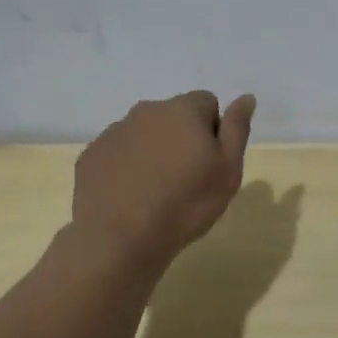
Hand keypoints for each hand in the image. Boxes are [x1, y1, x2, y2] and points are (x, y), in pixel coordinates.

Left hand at [72, 91, 255, 263]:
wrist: (120, 239)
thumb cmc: (186, 204)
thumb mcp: (228, 170)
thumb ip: (237, 128)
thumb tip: (246, 97)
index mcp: (183, 110)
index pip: (207, 102)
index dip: (213, 130)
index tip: (210, 162)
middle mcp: (146, 111)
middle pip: (173, 115)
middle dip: (182, 137)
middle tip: (186, 178)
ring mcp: (114, 132)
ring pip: (144, 133)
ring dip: (154, 150)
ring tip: (157, 190)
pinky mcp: (91, 155)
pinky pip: (118, 152)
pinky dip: (127, 166)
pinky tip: (131, 196)